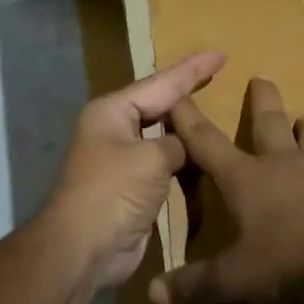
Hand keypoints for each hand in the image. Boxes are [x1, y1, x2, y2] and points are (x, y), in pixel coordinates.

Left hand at [43, 51, 225, 288]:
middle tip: (220, 75)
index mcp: (113, 111)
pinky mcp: (132, 187)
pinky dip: (184, 159)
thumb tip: (186, 146)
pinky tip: (205, 155)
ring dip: (187, 128)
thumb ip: (177, 143)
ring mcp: (122, 159)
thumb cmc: (113, 192)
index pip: (161, 83)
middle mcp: (115, 129)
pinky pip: (164, 163)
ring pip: (162, 135)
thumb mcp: (151, 158)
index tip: (220, 54)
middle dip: (188, 92)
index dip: (192, 70)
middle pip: (159, 105)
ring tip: (218, 112)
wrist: (83, 248)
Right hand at [149, 77, 303, 303]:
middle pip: (269, 122)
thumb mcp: (234, 278)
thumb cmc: (286, 261)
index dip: (187, 118)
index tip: (177, 94)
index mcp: (245, 178)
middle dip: (261, 100)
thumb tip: (152, 294)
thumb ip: (194, 285)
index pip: (206, 140)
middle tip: (262, 77)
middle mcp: (280, 165)